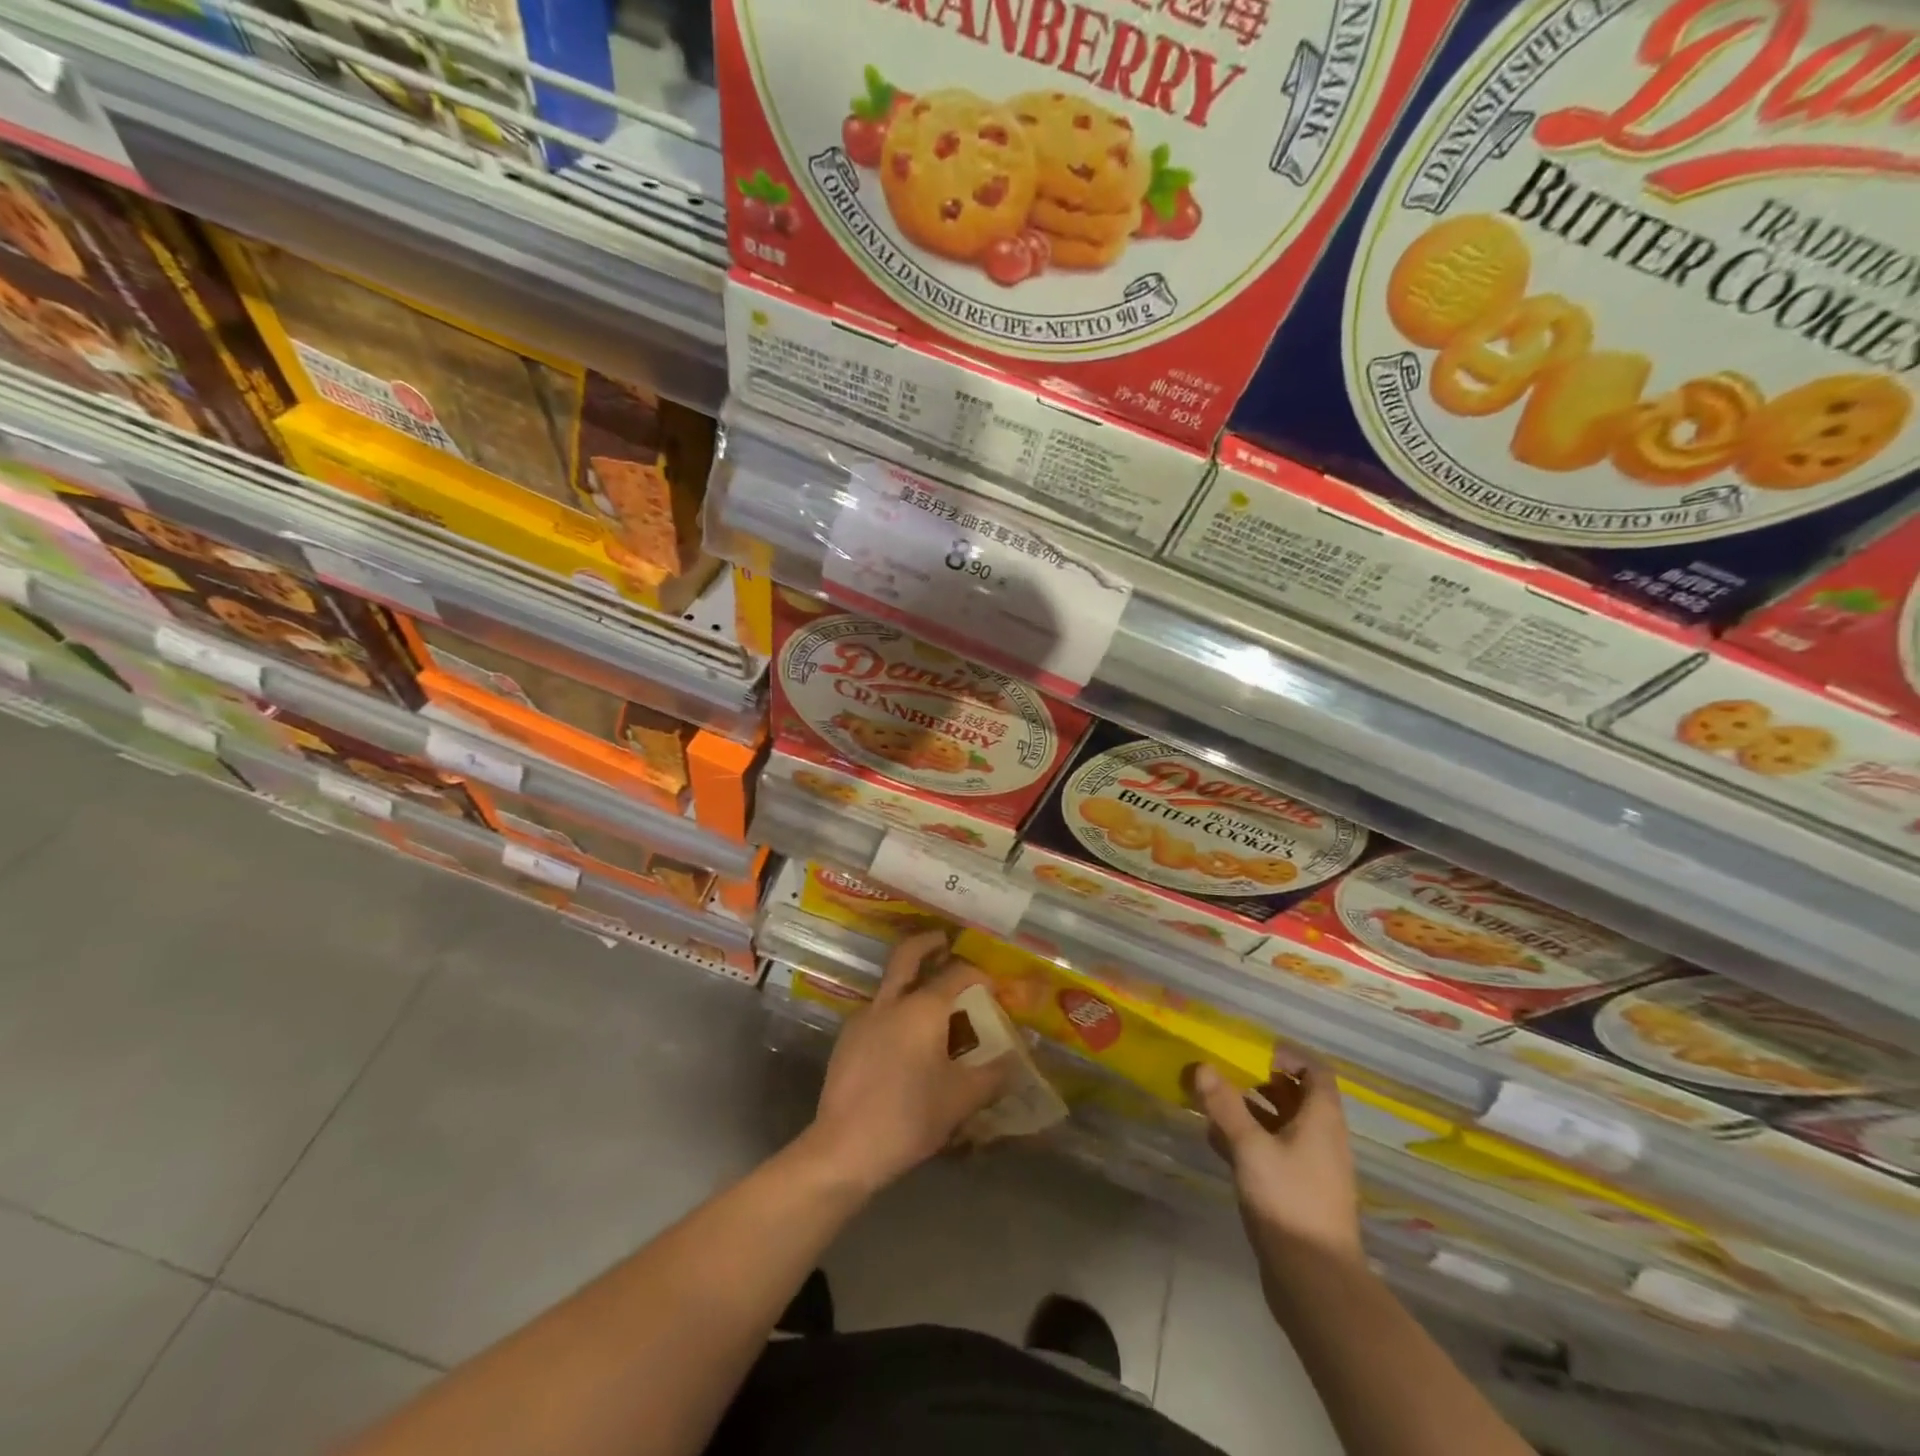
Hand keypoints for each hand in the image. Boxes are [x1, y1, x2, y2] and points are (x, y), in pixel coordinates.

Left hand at [803, 931, 1011, 1194]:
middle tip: (945, 941)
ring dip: (911, 980)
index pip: (958, 974)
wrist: (844, 1148)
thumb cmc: (908, 1117)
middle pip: (908, 955)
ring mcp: (864, 1019)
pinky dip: (896, 1010)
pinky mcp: (847, 1040)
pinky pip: (878, 1012)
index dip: (979, 975)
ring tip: (933, 1003)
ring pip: (890, 984)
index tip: (994, 987)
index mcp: (922, 1008)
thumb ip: (994, 1075)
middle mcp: (890, 1002)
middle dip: (928, 943)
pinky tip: (907, 1041)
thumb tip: (1016, 1061)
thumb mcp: (961, 1099)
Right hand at [1191, 1053, 1362, 1268]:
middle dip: (1258, 1079)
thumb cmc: (1289, 1201)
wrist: (1315, 1282)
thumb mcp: (1251, 1147)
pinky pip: (1272, 1150)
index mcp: (1322, 1119)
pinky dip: (1248, 1139)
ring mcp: (1310, 1166)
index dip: (1287, 1055)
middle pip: (1295, 1095)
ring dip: (1249, 1109)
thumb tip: (1203, 1066)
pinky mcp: (1295, 1190)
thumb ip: (1226, 1106)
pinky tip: (1215, 1139)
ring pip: (1280, 1124)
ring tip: (1211, 1100)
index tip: (1251, 1050)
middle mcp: (1321, 1137)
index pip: (1315, 1071)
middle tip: (1223, 1071)